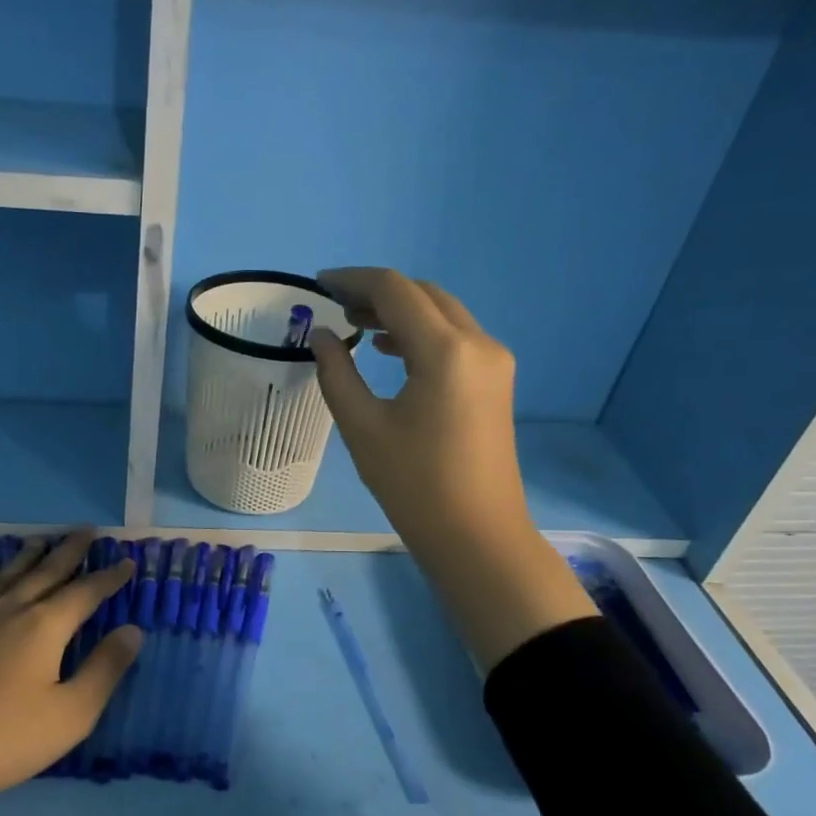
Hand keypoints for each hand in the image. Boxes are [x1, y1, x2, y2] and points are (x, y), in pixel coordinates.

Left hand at [0, 530, 140, 815]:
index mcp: (45, 626)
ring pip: (9, 573)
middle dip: (71, 550)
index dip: (110, 577)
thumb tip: (133, 630)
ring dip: (30, 554)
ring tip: (44, 539)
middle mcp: (10, 608)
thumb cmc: (5, 739)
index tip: (128, 561)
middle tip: (88, 530)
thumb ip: (105, 669)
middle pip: (47, 570)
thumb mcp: (72, 713)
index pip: (86, 592)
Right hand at [310, 267, 595, 669]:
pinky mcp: (496, 381)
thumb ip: (337, 373)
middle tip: (335, 305)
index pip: (395, 291)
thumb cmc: (414, 486)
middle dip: (378, 292)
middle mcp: (478, 343)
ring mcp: (494, 362)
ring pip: (443, 313)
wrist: (477, 536)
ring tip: (357, 324)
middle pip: (424, 294)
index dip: (353, 280)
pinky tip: (392, 350)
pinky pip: (456, 338)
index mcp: (445, 351)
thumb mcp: (362, 428)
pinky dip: (421, 333)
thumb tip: (322, 336)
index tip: (318, 285)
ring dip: (400, 311)